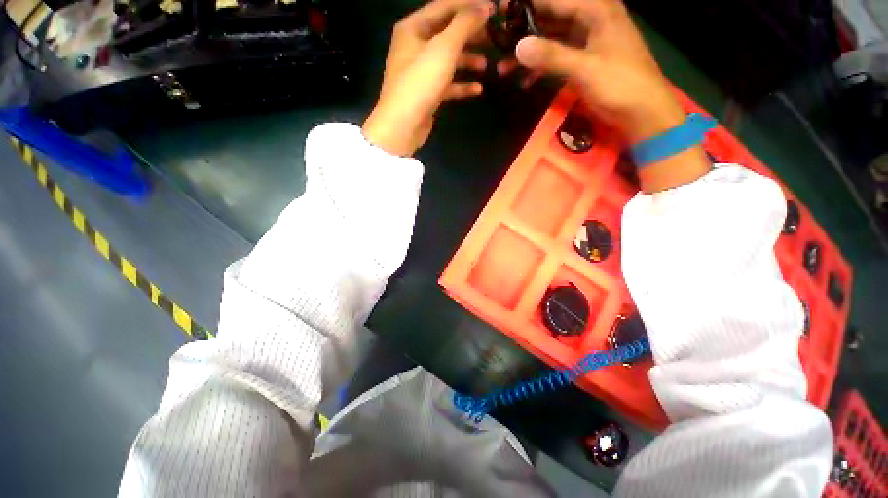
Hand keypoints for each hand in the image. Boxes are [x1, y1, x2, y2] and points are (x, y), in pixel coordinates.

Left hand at [363, 0, 493, 156]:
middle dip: (471, 35)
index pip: (445, 6)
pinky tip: (477, 90)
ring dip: (468, 61)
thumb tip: (485, 6)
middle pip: (448, 33)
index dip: (470, 5)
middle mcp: (415, 46)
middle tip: (494, 37)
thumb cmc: (420, 82)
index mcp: (414, 28)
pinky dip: (461, 85)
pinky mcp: (426, 93)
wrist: (402, 126)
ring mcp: (421, 72)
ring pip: (448, 60)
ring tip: (487, 66)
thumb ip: (465, 24)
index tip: (494, 9)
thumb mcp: (444, 48)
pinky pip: (447, 83)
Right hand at [511, 0, 685, 143]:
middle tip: (498, 45)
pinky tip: (525, 81)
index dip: (526, 6)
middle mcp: (590, 19)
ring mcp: (586, 41)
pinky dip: (541, 69)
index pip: (555, 0)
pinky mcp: (583, 61)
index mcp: (596, 10)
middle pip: (550, 19)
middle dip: (523, 33)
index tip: (500, 13)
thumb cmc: (619, 83)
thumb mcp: (585, 68)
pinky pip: (557, 58)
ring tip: (504, 69)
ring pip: (551, 40)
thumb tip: (518, 46)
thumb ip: (551, 56)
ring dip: (529, 55)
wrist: (641, 110)